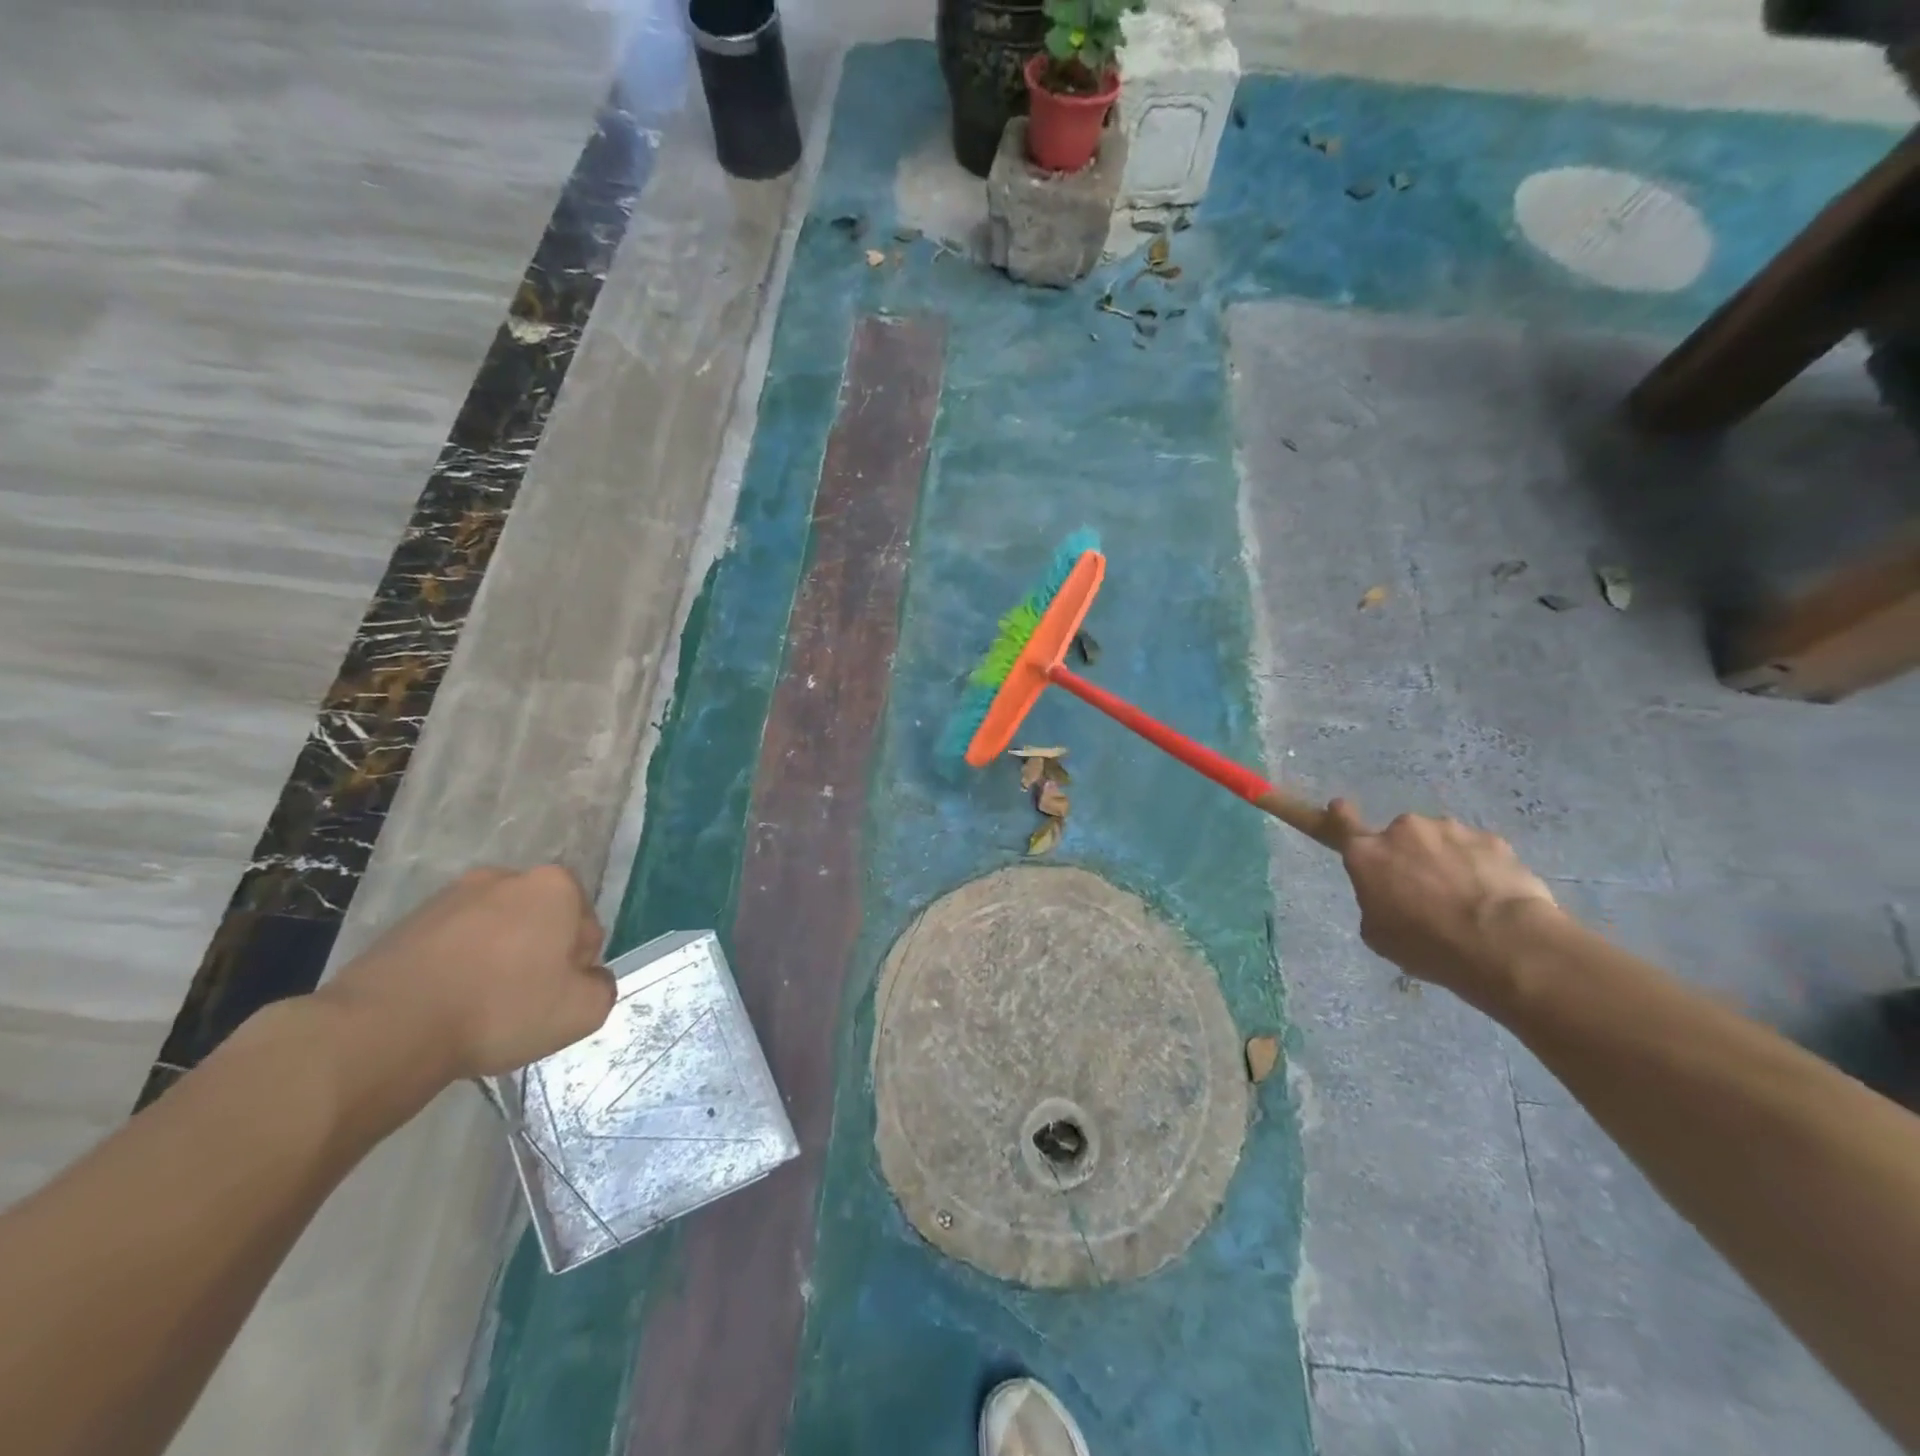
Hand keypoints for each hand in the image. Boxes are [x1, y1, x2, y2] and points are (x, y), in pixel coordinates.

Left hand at [320, 866, 616, 1080]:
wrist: (385, 1028)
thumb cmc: (501, 1010)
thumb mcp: (583, 1012)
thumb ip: (603, 987)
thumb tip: (587, 979)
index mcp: (556, 886)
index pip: (586, 929)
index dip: (576, 969)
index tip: (553, 998)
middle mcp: (507, 877)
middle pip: (541, 923)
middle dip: (537, 956)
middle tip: (520, 1003)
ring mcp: (452, 895)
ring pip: (496, 932)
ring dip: (496, 960)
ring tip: (476, 1007)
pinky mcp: (408, 921)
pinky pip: (452, 944)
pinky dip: (456, 967)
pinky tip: (443, 1004)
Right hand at [1327, 802, 1561, 1004]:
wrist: (1503, 944)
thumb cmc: (1426, 945)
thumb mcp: (1378, 934)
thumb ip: (1375, 901)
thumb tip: (1390, 894)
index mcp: (1367, 854)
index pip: (1342, 822)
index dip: (1339, 815)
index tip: (1339, 807)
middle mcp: (1403, 831)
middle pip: (1401, 839)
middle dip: (1410, 857)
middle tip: (1426, 893)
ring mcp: (1449, 830)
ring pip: (1441, 842)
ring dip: (1446, 861)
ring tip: (1467, 900)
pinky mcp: (1491, 839)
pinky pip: (1477, 851)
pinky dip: (1481, 868)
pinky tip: (1493, 897)